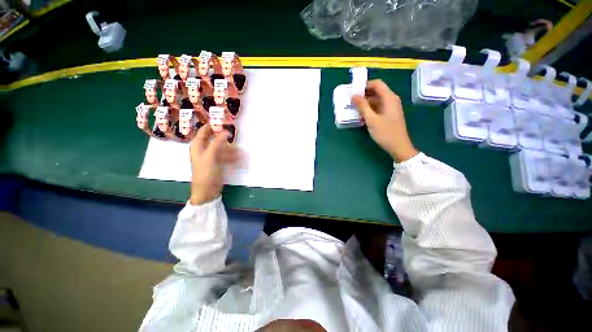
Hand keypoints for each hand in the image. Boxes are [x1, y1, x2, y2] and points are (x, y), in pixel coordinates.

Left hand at [189, 124, 237, 204]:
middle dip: (227, 140)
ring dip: (233, 151)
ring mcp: (212, 157)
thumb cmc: (205, 173)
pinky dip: (234, 158)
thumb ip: (217, 143)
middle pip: (216, 140)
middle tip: (236, 138)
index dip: (212, 126)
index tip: (223, 122)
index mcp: (198, 146)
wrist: (207, 191)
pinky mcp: (219, 164)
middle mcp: (205, 150)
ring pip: (224, 149)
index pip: (204, 131)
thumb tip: (224, 132)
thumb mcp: (210, 157)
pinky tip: (241, 160)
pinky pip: (227, 157)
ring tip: (243, 154)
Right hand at [351, 80, 417, 162]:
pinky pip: (377, 108)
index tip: (353, 91)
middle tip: (351, 102)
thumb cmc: (385, 132)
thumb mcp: (371, 119)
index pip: (377, 84)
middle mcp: (391, 100)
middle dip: (363, 96)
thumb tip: (353, 95)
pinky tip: (362, 118)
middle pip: (376, 92)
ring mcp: (390, 108)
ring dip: (365, 105)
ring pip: (376, 101)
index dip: (365, 85)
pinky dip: (369, 111)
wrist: (399, 146)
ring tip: (355, 111)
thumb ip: (362, 106)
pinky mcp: (388, 115)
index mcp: (389, 98)